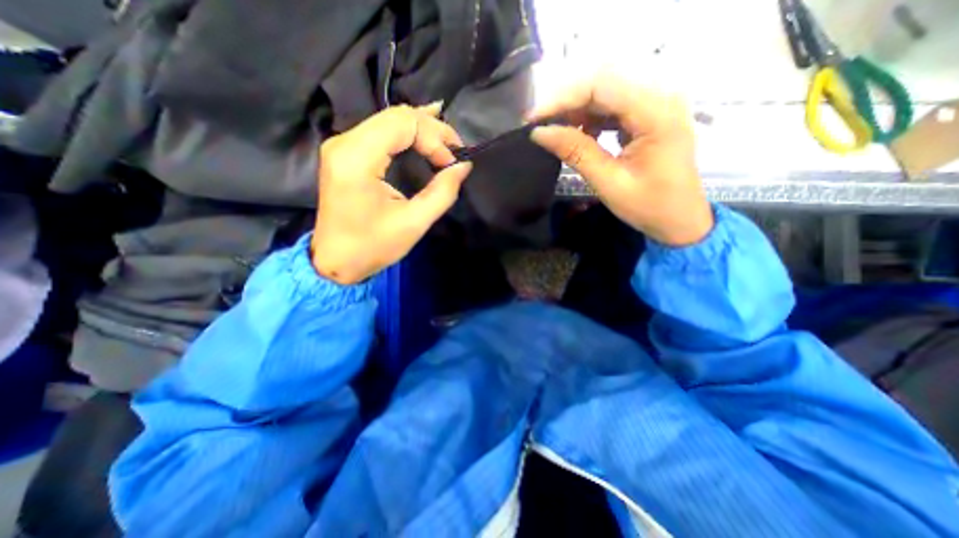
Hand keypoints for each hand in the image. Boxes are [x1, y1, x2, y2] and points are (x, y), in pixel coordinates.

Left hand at [312, 100, 472, 282]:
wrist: (336, 261)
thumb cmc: (373, 247)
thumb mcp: (413, 223)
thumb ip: (442, 192)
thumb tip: (463, 166)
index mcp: (357, 159)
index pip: (403, 125)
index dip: (434, 138)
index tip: (451, 164)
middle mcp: (345, 143)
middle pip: (396, 116)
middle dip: (432, 130)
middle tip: (456, 150)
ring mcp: (342, 145)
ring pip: (389, 120)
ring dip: (422, 129)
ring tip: (447, 142)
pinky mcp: (346, 153)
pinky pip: (381, 130)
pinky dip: (407, 132)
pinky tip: (425, 127)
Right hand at [532, 72, 710, 245]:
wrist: (680, 220)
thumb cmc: (649, 206)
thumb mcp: (609, 182)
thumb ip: (576, 152)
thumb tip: (540, 133)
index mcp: (656, 113)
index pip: (601, 86)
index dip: (562, 99)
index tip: (533, 120)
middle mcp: (660, 98)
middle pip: (603, 85)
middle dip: (566, 104)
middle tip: (539, 126)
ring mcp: (656, 106)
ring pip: (606, 95)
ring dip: (576, 112)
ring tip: (555, 133)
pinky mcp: (649, 117)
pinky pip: (613, 108)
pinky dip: (590, 119)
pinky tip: (579, 135)